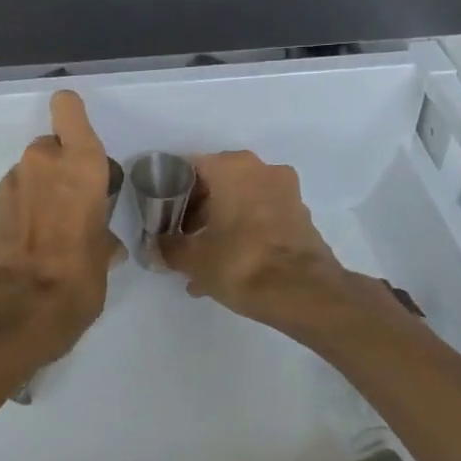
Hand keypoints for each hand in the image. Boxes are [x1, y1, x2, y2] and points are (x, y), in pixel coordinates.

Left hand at [0, 90, 123, 366]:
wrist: (14, 310)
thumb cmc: (76, 277)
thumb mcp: (103, 257)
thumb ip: (101, 236)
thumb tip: (102, 244)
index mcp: (80, 164)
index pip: (68, 108)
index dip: (72, 116)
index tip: (79, 141)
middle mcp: (42, 163)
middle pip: (50, 147)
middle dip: (58, 169)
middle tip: (69, 206)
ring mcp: (9, 184)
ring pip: (28, 175)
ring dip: (37, 193)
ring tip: (47, 235)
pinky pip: (11, 200)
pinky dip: (19, 214)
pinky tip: (25, 248)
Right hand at [159, 150, 398, 341]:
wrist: (304, 294)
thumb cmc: (241, 262)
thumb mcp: (193, 259)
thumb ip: (168, 248)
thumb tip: (155, 247)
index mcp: (232, 167)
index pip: (190, 168)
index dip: (172, 192)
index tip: (163, 217)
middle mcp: (261, 169)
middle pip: (218, 184)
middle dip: (198, 212)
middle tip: (183, 239)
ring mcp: (286, 192)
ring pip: (241, 203)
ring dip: (222, 226)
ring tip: (204, 262)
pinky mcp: (300, 216)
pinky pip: (262, 219)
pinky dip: (245, 235)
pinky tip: (229, 268)